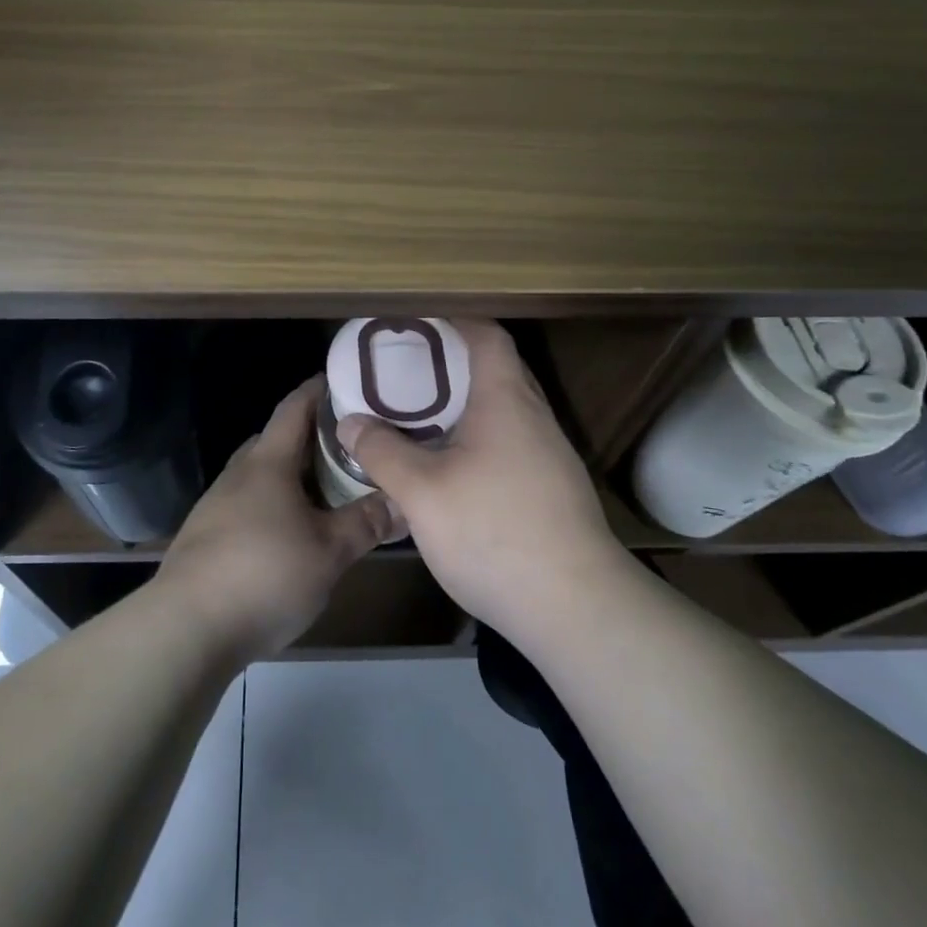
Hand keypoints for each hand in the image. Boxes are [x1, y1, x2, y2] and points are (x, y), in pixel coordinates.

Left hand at [155, 375, 405, 661]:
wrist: (185, 628)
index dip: (319, 390)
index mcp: (268, 462)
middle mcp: (239, 474)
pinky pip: (248, 505)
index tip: (346, 381)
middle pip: (276, 440)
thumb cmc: (264, 575)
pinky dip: (274, 505)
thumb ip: (366, 523)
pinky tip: (291, 533)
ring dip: (292, 476)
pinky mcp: (205, 537)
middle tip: (350, 446)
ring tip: (327, 491)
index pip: (294, 407)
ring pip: (261, 475)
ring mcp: (216, 505)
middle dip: (311, 437)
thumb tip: (403, 501)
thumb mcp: (329, 552)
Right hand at [336, 320, 625, 641]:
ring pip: (507, 409)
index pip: (487, 335)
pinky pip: (514, 441)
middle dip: (454, 362)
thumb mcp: (422, 492)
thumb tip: (351, 421)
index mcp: (505, 399)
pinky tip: (455, 468)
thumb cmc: (493, 531)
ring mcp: (551, 454)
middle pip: (498, 368)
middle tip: (410, 370)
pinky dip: (483, 437)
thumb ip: (382, 452)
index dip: (455, 320)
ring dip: (468, 404)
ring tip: (424, 417)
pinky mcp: (556, 488)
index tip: (419, 321)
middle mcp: (534, 416)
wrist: (575, 606)